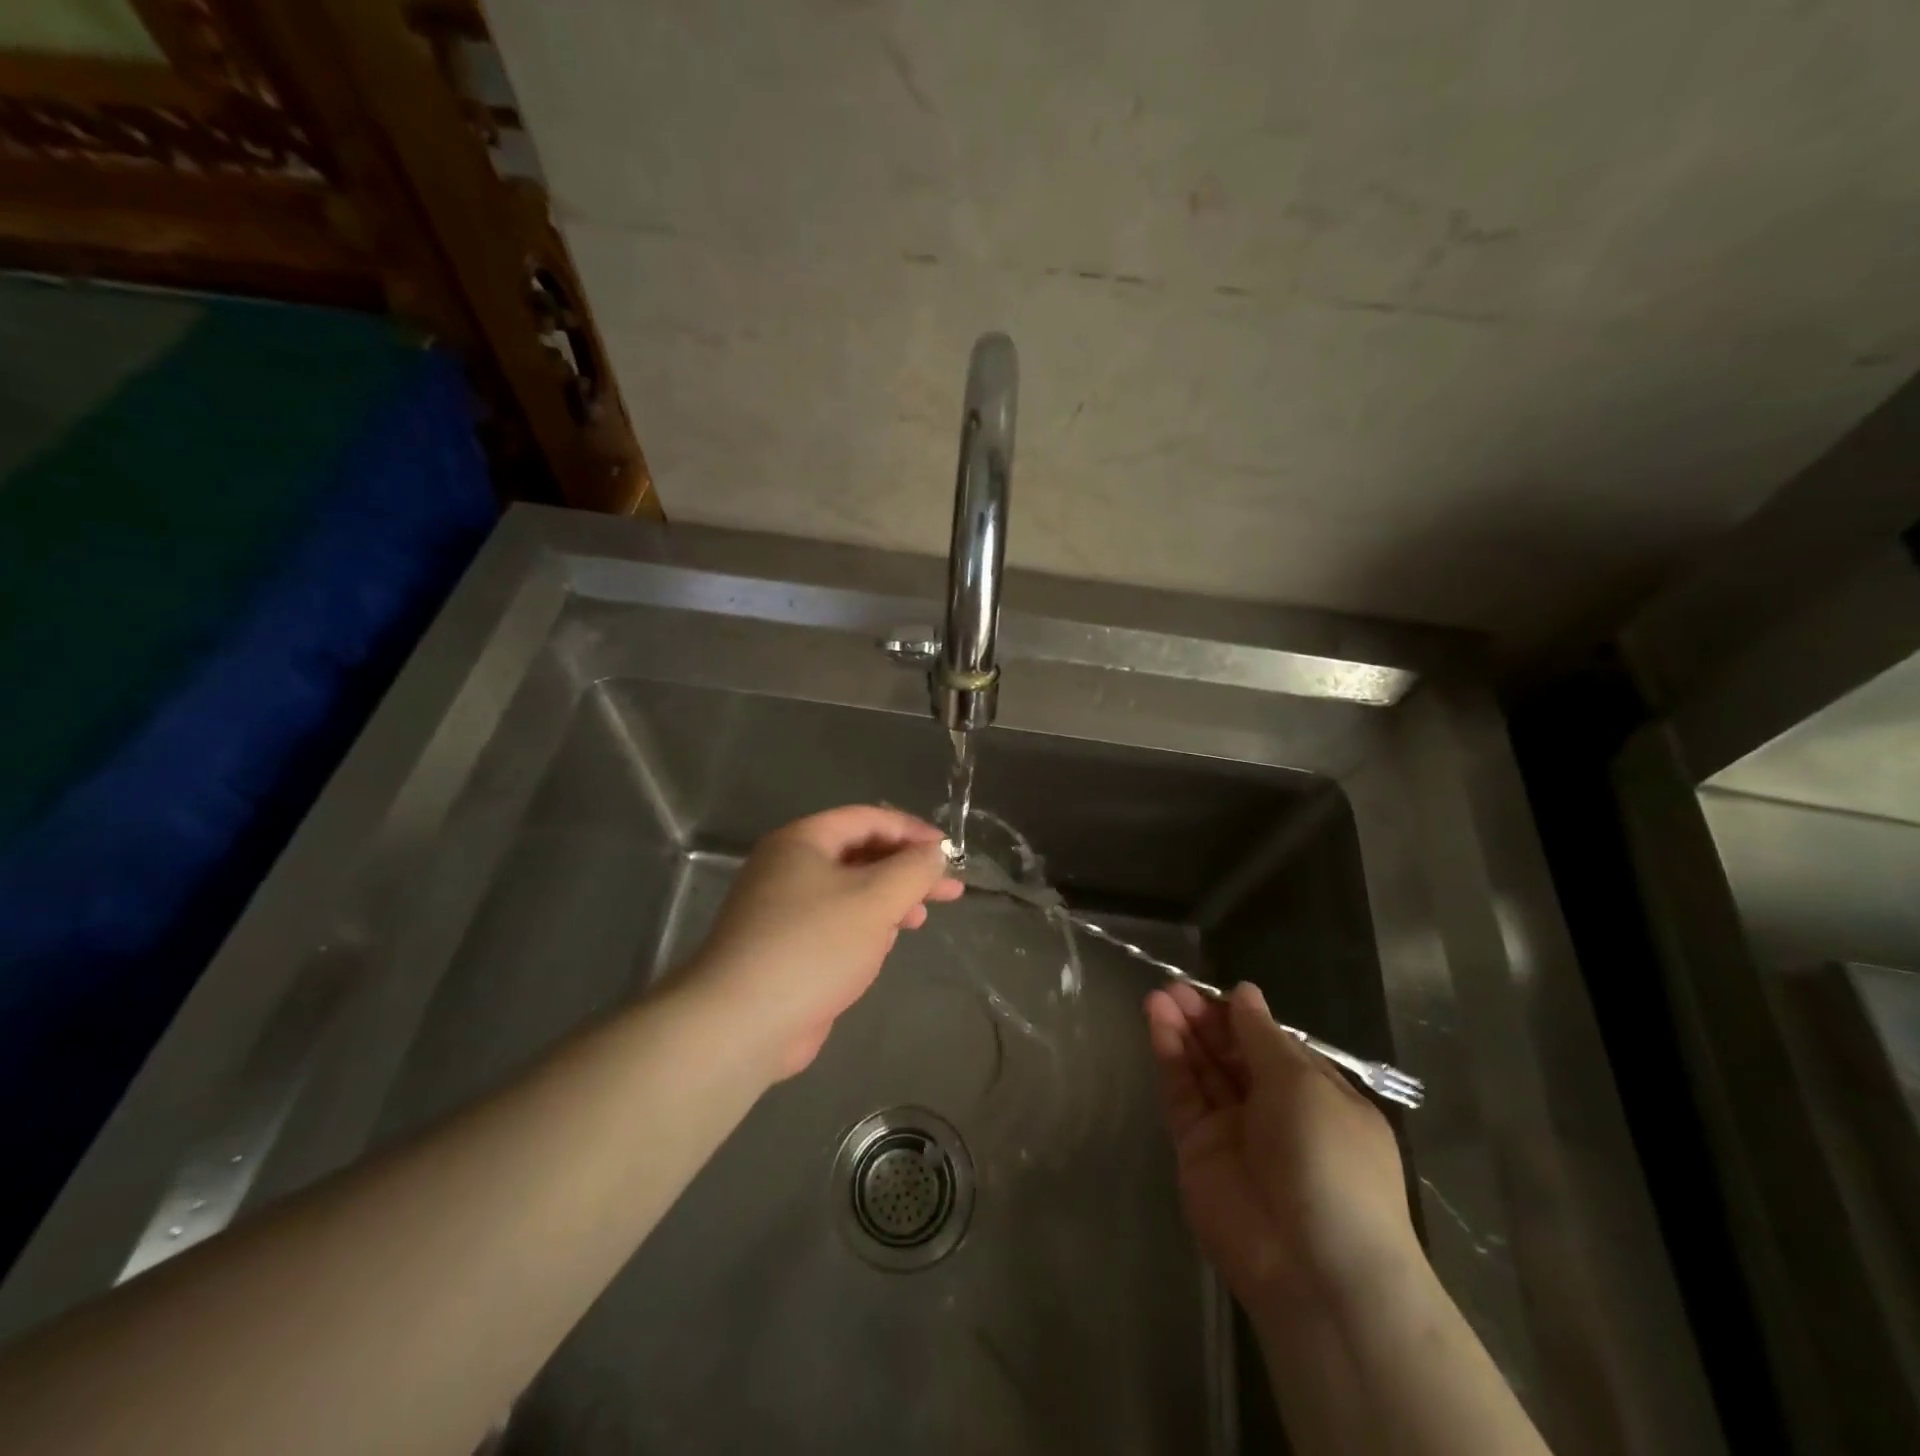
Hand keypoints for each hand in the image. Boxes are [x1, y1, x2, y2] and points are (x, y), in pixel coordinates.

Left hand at [684, 806, 963, 1077]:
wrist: (742, 1023)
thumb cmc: (813, 946)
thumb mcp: (875, 899)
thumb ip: (913, 870)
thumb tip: (937, 853)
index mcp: (802, 841)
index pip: (868, 820)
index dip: (913, 831)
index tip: (949, 853)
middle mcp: (789, 867)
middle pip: (860, 855)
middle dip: (907, 871)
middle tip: (950, 890)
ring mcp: (784, 909)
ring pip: (849, 892)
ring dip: (889, 901)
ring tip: (920, 919)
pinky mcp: (786, 948)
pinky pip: (835, 924)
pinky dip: (864, 927)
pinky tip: (884, 945)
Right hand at [1146, 982, 1416, 1315]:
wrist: (1315, 1268)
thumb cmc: (1330, 1160)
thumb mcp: (1304, 1084)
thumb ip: (1262, 1037)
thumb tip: (1245, 993)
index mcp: (1316, 1096)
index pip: (1271, 1044)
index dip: (1242, 1017)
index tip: (1215, 989)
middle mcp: (1274, 1111)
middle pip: (1232, 1054)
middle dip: (1206, 1019)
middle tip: (1175, 987)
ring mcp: (1233, 1131)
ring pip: (1203, 1069)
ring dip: (1183, 1030)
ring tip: (1160, 995)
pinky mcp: (1197, 1149)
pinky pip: (1182, 1094)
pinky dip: (1170, 1056)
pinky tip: (1157, 1020)